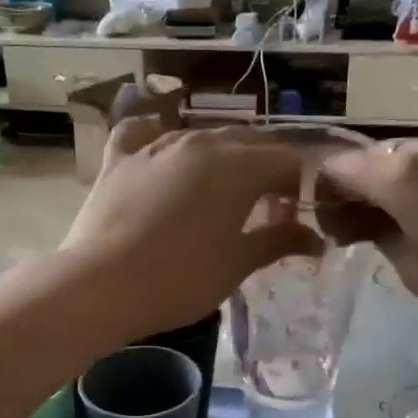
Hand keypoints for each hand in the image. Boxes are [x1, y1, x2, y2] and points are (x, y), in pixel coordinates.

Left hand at [61, 120, 322, 338]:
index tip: (295, 215)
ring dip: (223, 157)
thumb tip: (315, 239)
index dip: (299, 185)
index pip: (286, 160)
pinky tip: (162, 148)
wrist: (102, 285)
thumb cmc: (180, 279)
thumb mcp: (237, 264)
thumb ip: (278, 242)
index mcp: (238, 166)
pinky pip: (142, 132)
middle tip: (266, 208)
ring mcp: (156, 145)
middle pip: (248, 142)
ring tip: (222, 192)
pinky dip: (157, 135)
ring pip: (202, 135)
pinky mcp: (120, 158)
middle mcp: (200, 142)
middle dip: (266, 169)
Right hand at [316, 133, 417, 340]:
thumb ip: (378, 233)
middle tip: (367, 233)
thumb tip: (367, 219)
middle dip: (363, 192)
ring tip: (414, 227)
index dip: (325, 197)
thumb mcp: (413, 270)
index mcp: (401, 173)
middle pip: (377, 160)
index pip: (339, 168)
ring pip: (416, 159)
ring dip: (402, 187)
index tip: (334, 231)